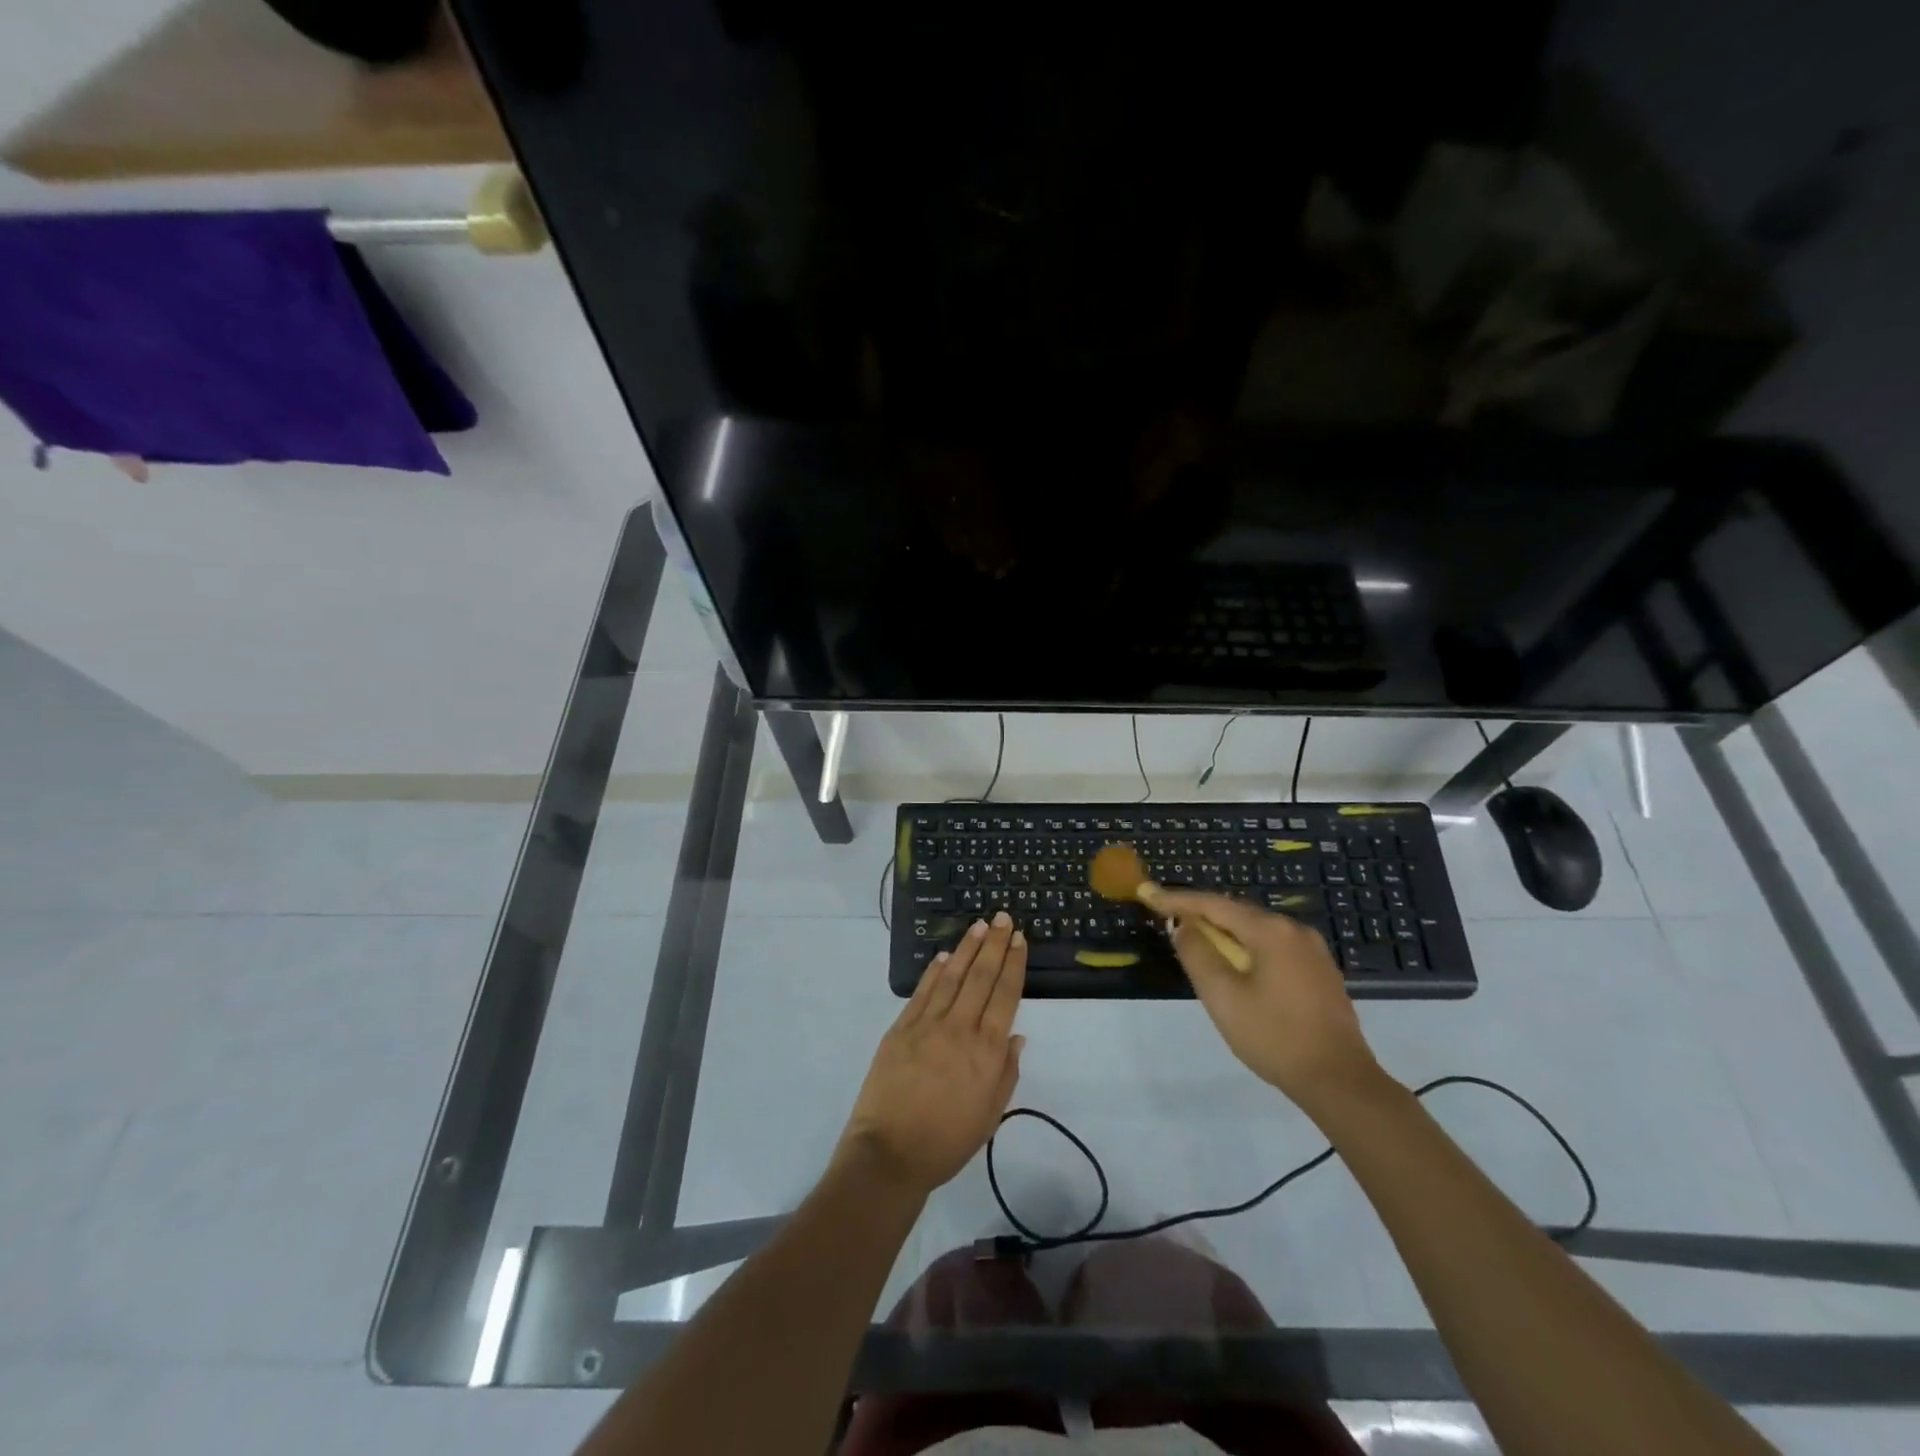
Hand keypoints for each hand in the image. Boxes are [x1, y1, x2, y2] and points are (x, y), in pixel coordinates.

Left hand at [840, 912, 1026, 1196]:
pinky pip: (921, 992)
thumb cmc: (947, 1142)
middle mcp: (960, 1029)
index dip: (1013, 964)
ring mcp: (927, 1025)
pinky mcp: (900, 1028)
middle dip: (995, 945)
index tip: (1019, 939)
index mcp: (986, 1051)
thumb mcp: (990, 1115)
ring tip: (979, 926)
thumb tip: (1016, 1036)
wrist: (890, 1154)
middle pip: (981, 977)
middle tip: (1003, 918)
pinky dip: (934, 971)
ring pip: (952, 977)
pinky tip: (945, 956)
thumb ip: (1006, 1072)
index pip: (1005, 996)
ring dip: (967, 949)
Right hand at [1157, 890, 1380, 1110]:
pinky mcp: (1320, 972)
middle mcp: (1294, 930)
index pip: (1214, 904)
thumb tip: (1183, 926)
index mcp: (1270, 931)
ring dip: (1225, 934)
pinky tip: (1236, 966)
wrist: (1339, 1081)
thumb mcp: (1223, 996)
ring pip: (1257, 931)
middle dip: (1202, 915)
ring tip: (1198, 943)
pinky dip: (1248, 949)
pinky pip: (1274, 947)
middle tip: (1170, 920)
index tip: (1149, 895)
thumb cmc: (1274, 1036)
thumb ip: (1197, 954)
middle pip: (1237, 913)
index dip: (1178, 900)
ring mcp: (1313, 951)